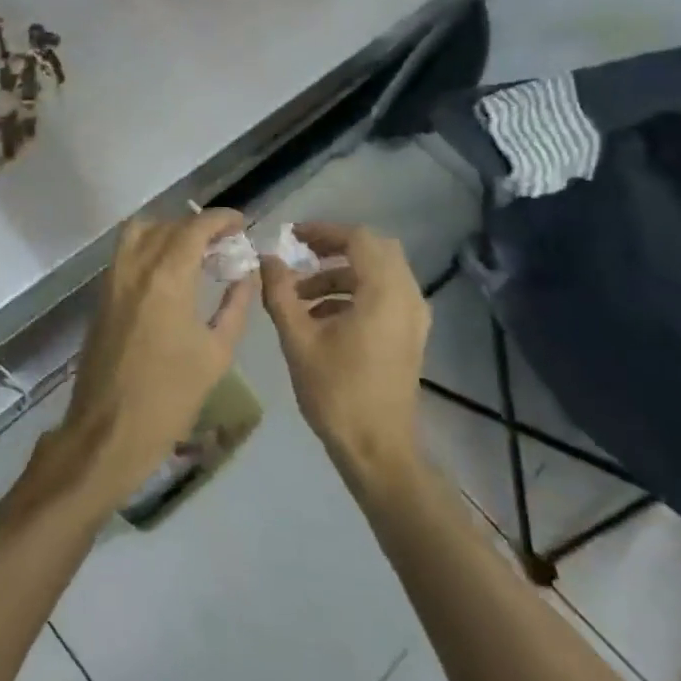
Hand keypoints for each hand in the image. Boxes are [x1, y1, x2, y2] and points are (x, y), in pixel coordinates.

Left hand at [42, 210, 255, 516]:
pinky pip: (125, 253)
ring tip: (193, 252)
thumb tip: (247, 275)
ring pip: (140, 232)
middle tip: (224, 243)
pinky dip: (148, 247)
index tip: (241, 224)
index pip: (195, 227)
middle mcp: (136, 267)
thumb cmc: (171, 397)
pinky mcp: (101, 296)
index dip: (221, 219)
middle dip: (198, 226)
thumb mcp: (216, 354)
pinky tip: (169, 273)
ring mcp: (113, 279)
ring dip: (168, 231)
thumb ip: (235, 306)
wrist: (109, 431)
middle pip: (168, 225)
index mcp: (168, 277)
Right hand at [261, 223, 429, 477]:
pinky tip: (322, 316)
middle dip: (335, 248)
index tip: (292, 238)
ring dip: (342, 274)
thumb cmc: (336, 392)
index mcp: (384, 293)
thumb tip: (266, 259)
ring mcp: (413, 318)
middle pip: (375, 250)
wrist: (376, 449)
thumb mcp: (298, 339)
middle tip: (301, 256)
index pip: (359, 239)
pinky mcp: (410, 335)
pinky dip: (355, 292)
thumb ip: (280, 293)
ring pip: (380, 273)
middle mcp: (407, 297)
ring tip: (301, 295)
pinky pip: (385, 295)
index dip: (324, 232)